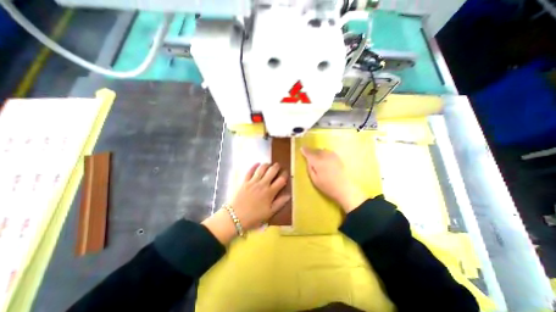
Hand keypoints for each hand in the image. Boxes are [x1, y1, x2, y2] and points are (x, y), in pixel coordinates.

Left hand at [204, 162, 290, 244]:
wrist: (235, 217)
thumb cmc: (254, 217)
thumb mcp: (269, 213)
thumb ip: (280, 203)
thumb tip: (289, 195)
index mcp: (270, 192)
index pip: (281, 180)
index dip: (285, 175)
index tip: (286, 173)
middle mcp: (263, 184)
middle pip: (272, 171)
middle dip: (276, 167)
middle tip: (278, 165)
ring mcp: (253, 182)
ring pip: (261, 169)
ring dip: (266, 165)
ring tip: (268, 163)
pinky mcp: (244, 181)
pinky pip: (249, 171)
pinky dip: (253, 166)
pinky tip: (257, 163)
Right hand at [302, 147, 367, 213]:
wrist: (344, 189)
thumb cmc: (327, 186)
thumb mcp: (314, 179)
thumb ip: (310, 168)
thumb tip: (308, 160)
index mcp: (318, 162)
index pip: (309, 153)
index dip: (305, 150)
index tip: (301, 148)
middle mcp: (325, 156)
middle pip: (316, 150)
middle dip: (311, 151)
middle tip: (308, 154)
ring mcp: (333, 156)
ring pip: (322, 150)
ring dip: (318, 152)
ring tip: (316, 157)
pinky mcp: (338, 158)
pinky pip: (328, 152)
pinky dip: (324, 153)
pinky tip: (324, 158)